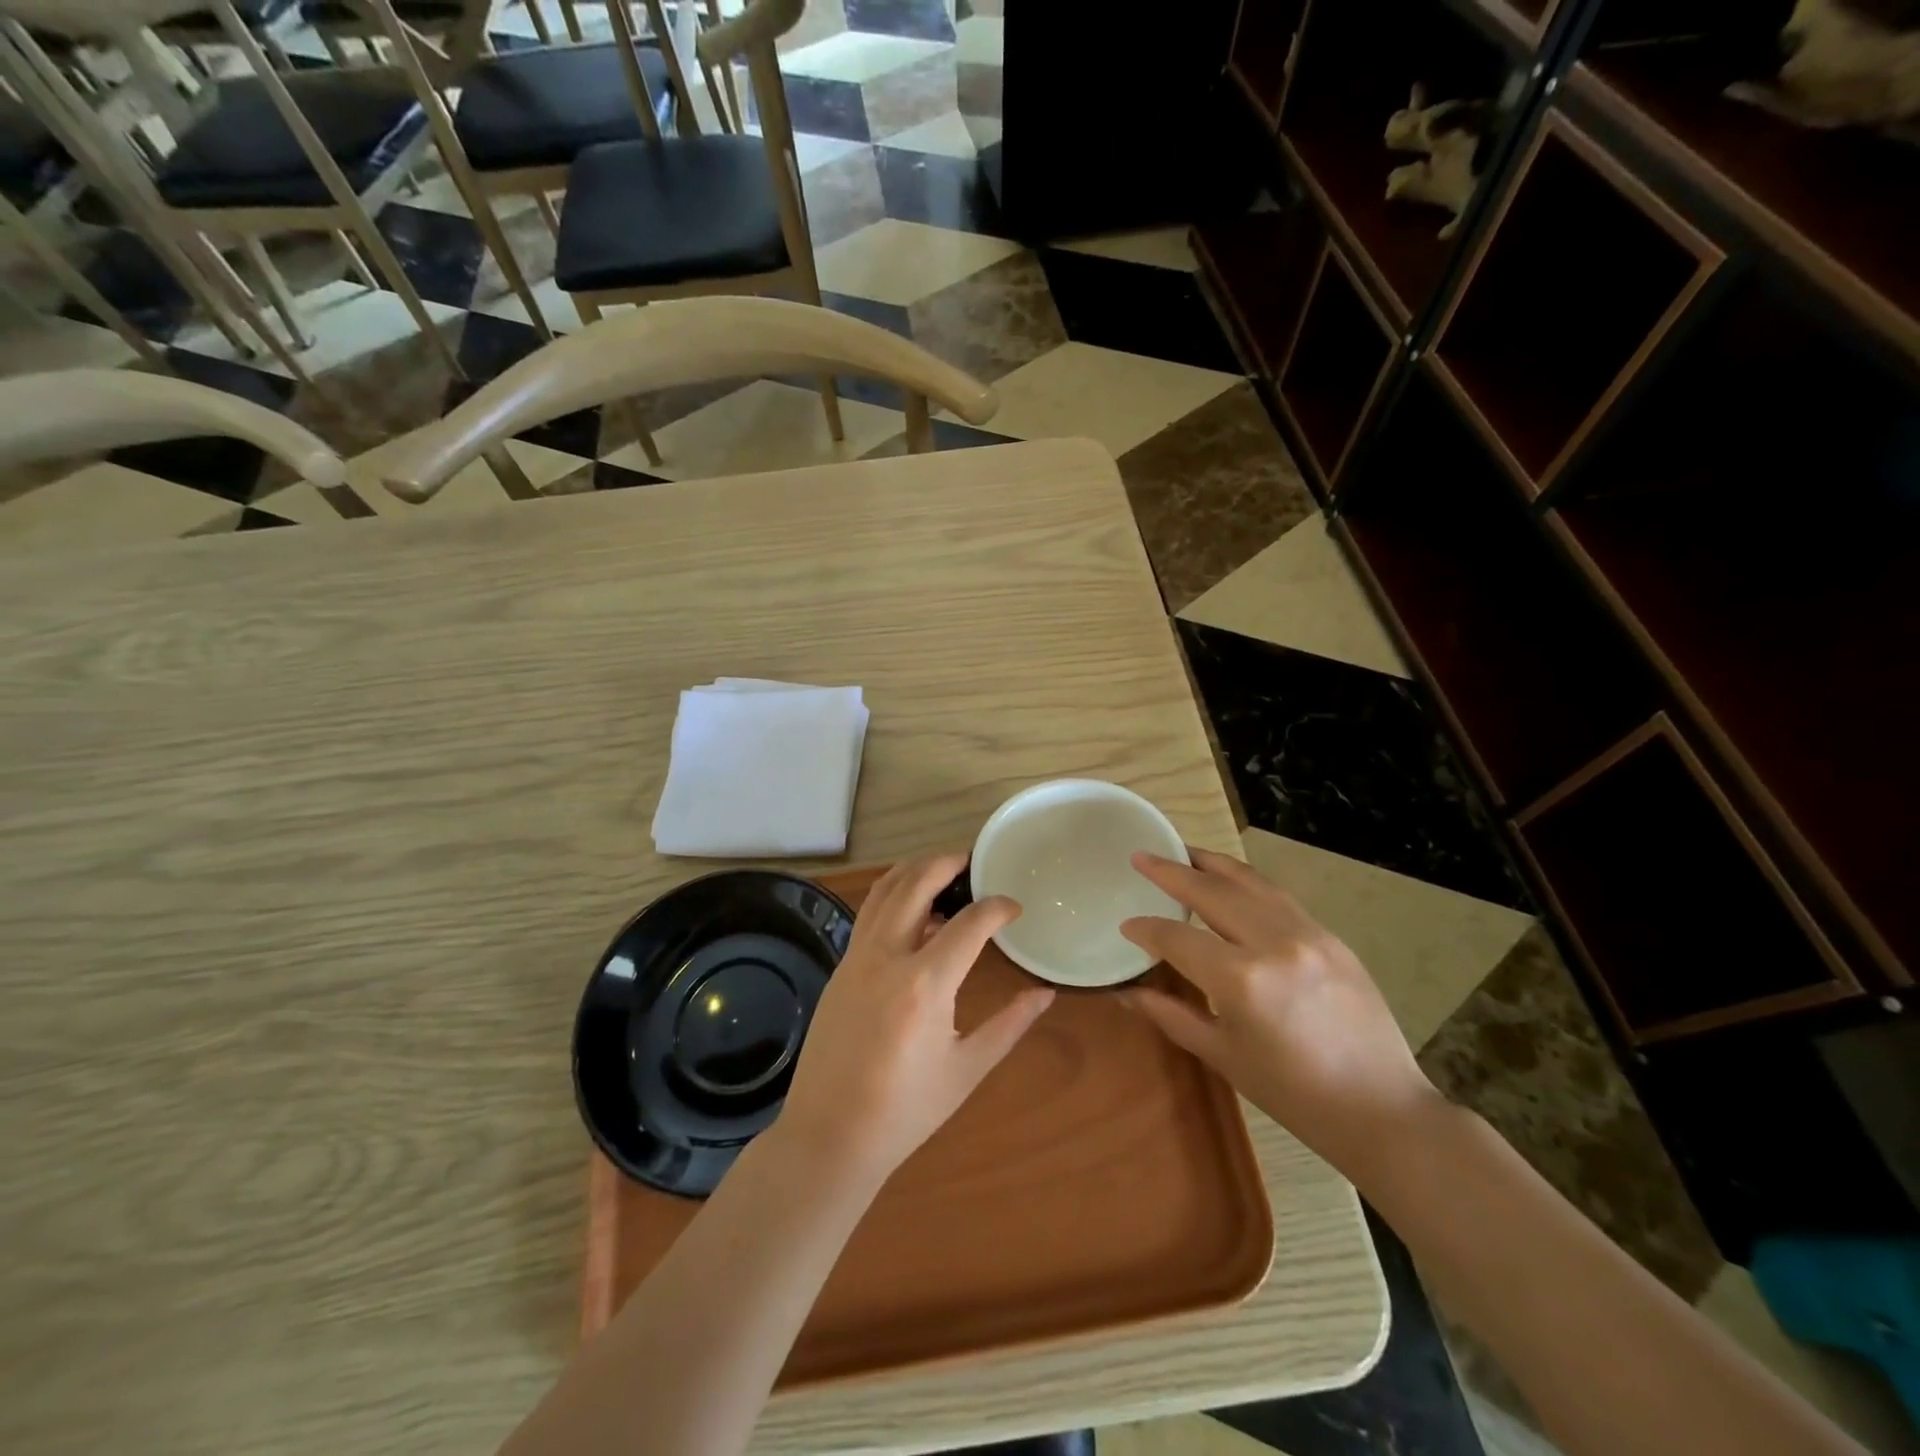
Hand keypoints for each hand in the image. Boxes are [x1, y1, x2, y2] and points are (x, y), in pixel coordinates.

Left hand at [778, 854, 1054, 1184]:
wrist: (829, 1137)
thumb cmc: (905, 1110)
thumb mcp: (967, 1069)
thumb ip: (1010, 1025)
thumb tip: (1046, 994)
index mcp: (925, 984)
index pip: (970, 923)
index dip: (998, 908)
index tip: (1015, 909)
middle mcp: (887, 957)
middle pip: (917, 883)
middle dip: (947, 863)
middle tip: (973, 862)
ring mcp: (856, 958)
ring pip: (884, 890)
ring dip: (915, 871)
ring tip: (942, 870)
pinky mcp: (840, 967)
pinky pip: (868, 913)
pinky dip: (892, 895)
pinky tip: (911, 910)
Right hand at [1119, 848, 1443, 1181]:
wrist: (1382, 1110)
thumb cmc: (1293, 1094)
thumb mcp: (1223, 1055)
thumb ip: (1171, 1015)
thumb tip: (1126, 993)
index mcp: (1241, 979)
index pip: (1177, 939)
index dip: (1146, 930)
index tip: (1127, 926)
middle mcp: (1273, 942)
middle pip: (1211, 891)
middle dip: (1171, 871)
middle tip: (1141, 856)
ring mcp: (1307, 933)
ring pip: (1248, 881)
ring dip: (1210, 863)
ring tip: (1182, 851)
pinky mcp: (1330, 936)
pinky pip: (1278, 896)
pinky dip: (1246, 882)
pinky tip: (1230, 881)